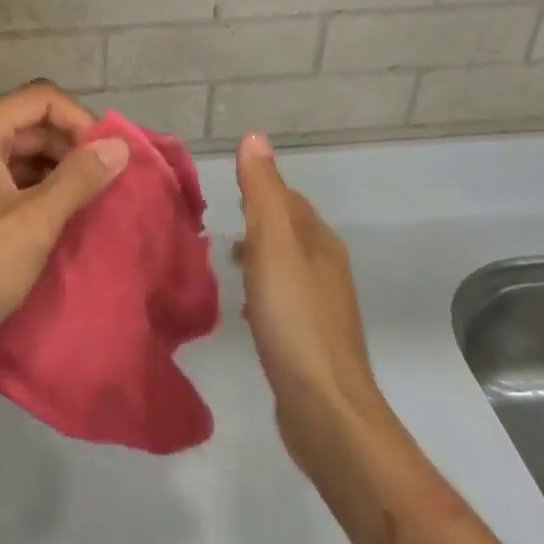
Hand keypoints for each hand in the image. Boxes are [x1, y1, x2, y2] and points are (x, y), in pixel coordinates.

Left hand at [0, 83, 130, 362]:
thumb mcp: (33, 225)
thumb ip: (78, 179)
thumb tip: (120, 145)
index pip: (41, 98)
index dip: (81, 121)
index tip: (108, 158)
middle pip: (27, 120)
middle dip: (69, 146)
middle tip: (103, 184)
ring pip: (15, 148)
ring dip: (52, 168)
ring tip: (84, 202)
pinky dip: (30, 184)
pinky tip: (52, 214)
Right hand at [235, 133, 386, 480]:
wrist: (323, 406)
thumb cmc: (295, 319)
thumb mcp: (272, 245)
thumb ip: (262, 192)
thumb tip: (255, 137)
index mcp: (320, 242)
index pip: (289, 199)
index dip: (260, 189)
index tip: (224, 190)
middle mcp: (326, 268)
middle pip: (289, 231)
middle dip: (257, 223)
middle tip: (217, 226)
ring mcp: (321, 306)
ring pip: (285, 266)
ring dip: (258, 257)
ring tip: (225, 260)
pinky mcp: (310, 339)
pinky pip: (283, 299)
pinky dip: (262, 291)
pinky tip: (245, 307)